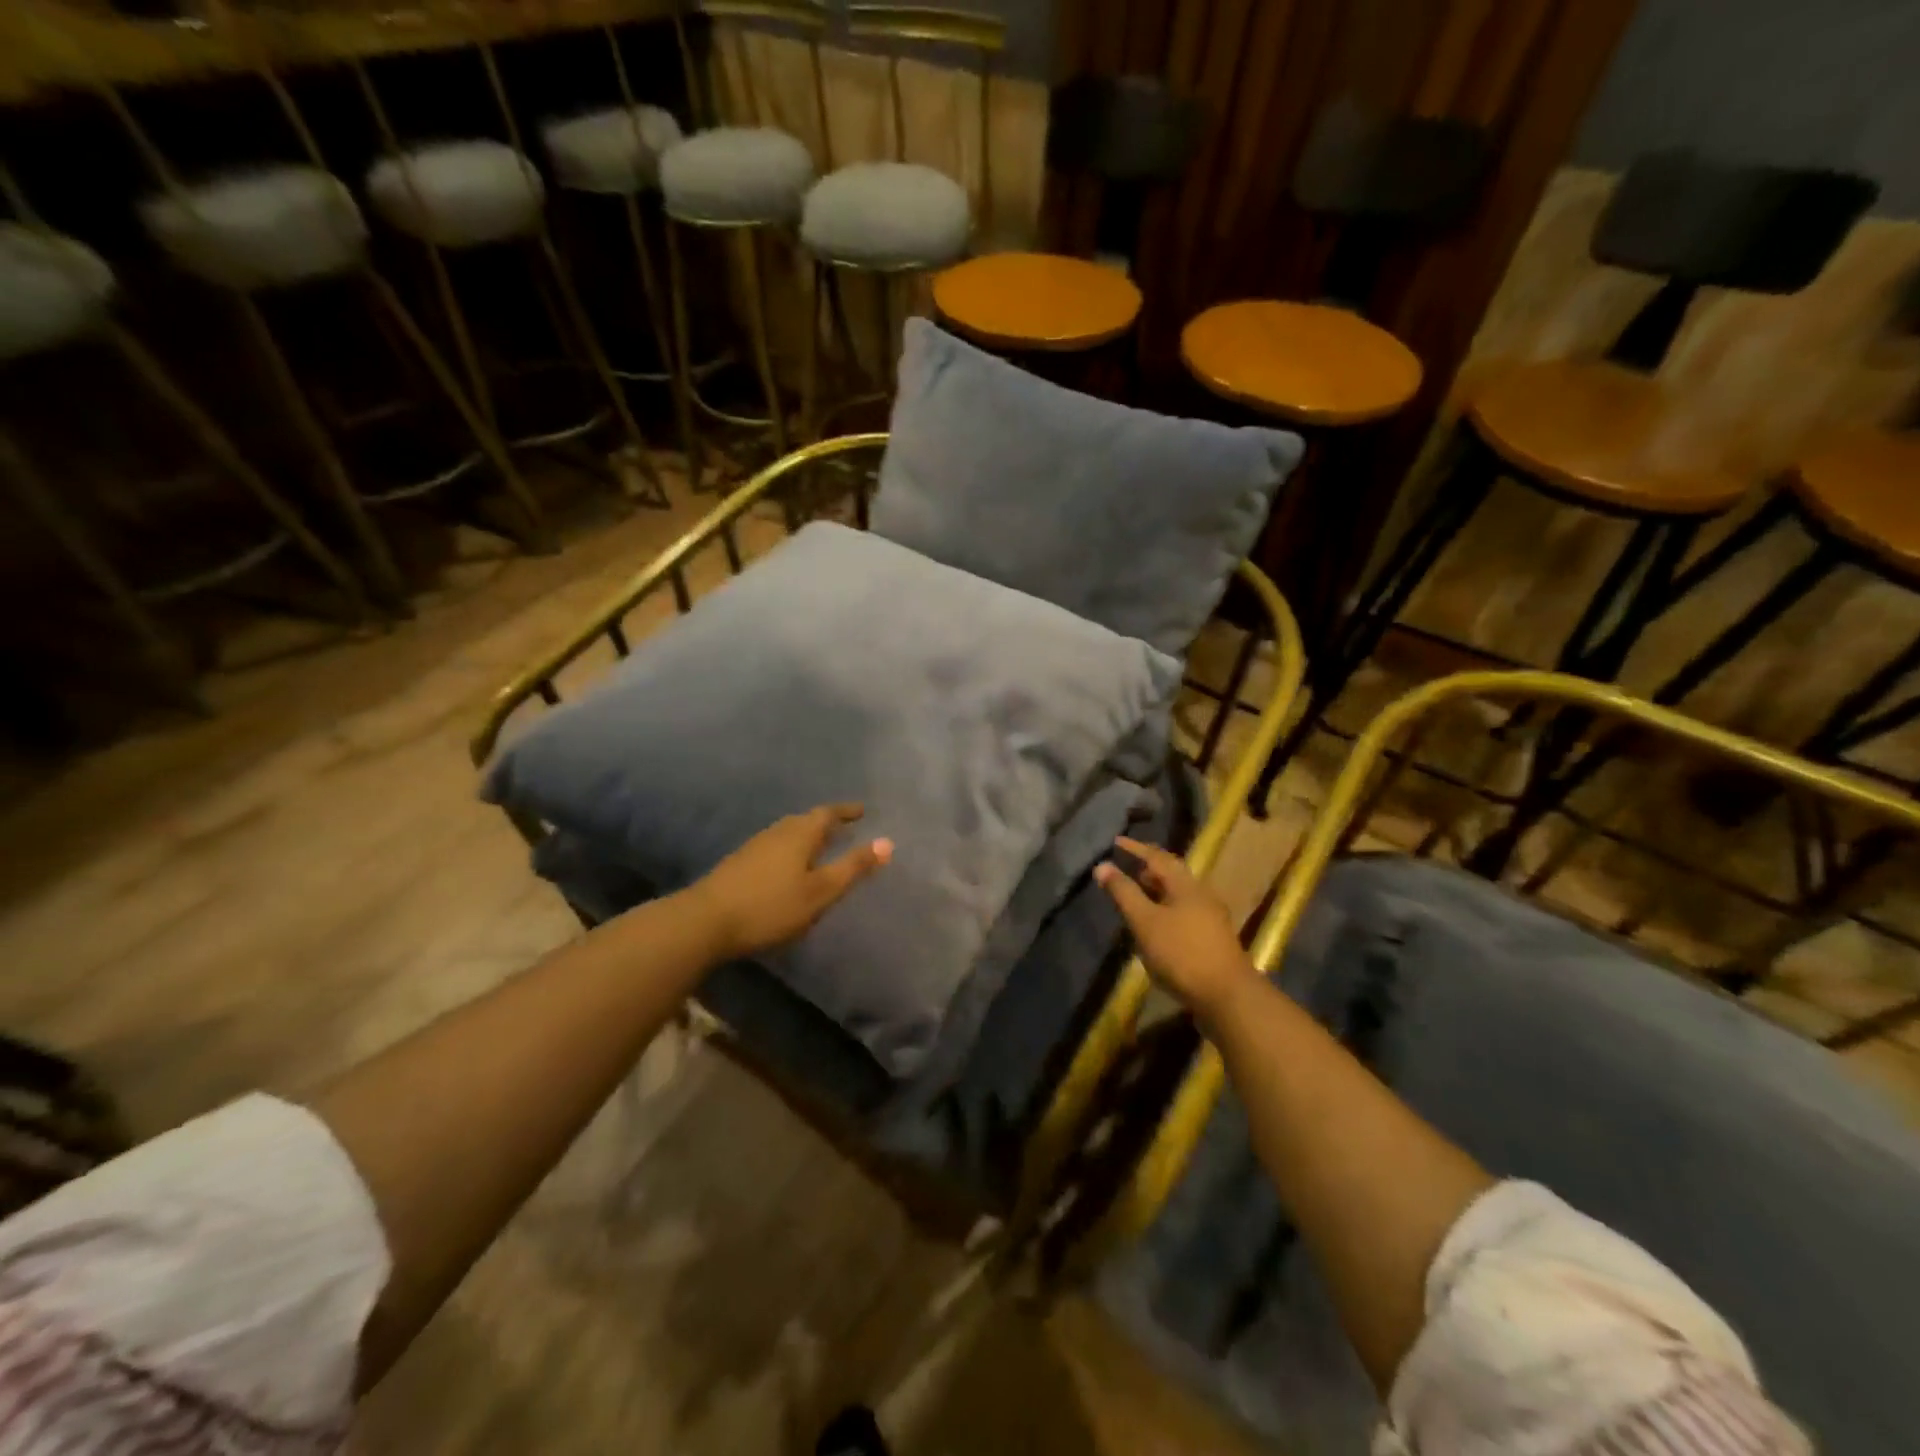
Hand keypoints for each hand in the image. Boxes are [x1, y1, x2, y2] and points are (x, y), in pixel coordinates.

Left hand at [688, 804, 892, 959]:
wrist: (705, 921)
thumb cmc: (771, 906)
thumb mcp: (820, 891)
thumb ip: (853, 868)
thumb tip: (888, 842)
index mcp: (800, 833)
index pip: (828, 813)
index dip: (846, 811)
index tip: (862, 811)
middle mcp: (778, 832)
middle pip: (806, 820)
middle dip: (826, 822)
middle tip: (844, 827)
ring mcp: (755, 846)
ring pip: (788, 833)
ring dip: (807, 836)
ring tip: (820, 847)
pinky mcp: (739, 863)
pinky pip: (774, 847)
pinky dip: (790, 850)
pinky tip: (788, 867)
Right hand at [1095, 837, 1252, 1019]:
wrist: (1228, 996)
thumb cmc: (1182, 954)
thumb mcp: (1145, 922)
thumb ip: (1124, 893)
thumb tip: (1103, 865)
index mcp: (1186, 885)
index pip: (1157, 857)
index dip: (1136, 849)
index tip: (1116, 842)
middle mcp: (1202, 895)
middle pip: (1172, 874)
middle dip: (1149, 869)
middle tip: (1127, 868)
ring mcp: (1211, 918)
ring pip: (1179, 894)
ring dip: (1157, 891)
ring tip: (1138, 896)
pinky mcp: (1213, 939)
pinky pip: (1184, 913)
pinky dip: (1165, 910)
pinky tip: (1156, 926)